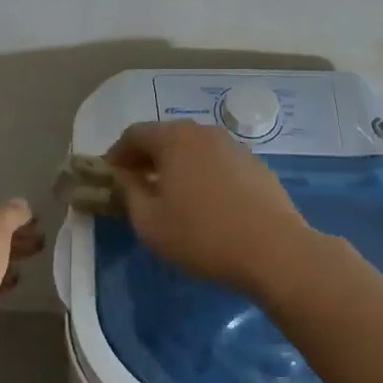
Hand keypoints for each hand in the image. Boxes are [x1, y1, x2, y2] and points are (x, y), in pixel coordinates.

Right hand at [105, 121, 312, 293]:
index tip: (108, 177)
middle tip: (135, 186)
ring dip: (175, 166)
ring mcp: (234, 146)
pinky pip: (217, 162)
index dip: (116, 154)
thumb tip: (123, 176)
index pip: (134, 134)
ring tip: (169, 196)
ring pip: (193, 149)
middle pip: (165, 137)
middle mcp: (204, 132)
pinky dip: (201, 174)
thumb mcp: (149, 222)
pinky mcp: (256, 165)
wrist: (274, 250)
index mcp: (174, 139)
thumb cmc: (201, 235)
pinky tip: (204, 203)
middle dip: (146, 159)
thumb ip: (129, 192)